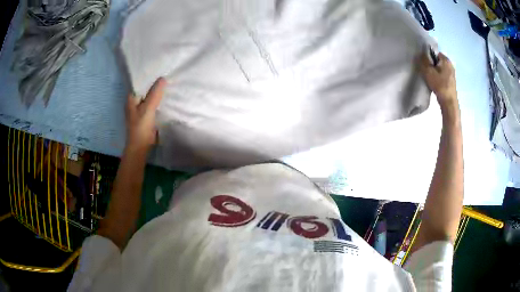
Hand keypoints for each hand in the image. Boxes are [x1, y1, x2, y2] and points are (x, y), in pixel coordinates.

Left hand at [125, 77, 165, 151]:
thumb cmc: (141, 127)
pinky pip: (153, 105)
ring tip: (168, 85)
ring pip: (149, 98)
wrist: (140, 146)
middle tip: (167, 76)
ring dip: (157, 94)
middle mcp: (134, 103)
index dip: (148, 77)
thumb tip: (163, 78)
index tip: (159, 70)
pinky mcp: (146, 116)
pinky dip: (158, 102)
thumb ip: (155, 94)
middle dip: (154, 85)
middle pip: (145, 90)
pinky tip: (166, 98)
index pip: (140, 83)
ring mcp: (140, 110)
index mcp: (131, 99)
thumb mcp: (148, 108)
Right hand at [419, 51, 457, 109]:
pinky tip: (434, 83)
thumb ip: (423, 60)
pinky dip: (437, 77)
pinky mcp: (451, 82)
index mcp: (446, 59)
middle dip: (430, 64)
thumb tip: (420, 53)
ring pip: (439, 68)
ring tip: (429, 77)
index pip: (433, 52)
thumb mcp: (428, 71)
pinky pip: (442, 75)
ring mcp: (451, 74)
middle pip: (436, 61)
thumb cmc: (439, 85)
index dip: (427, 57)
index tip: (423, 63)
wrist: (449, 103)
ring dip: (434, 72)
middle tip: (425, 70)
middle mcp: (450, 64)